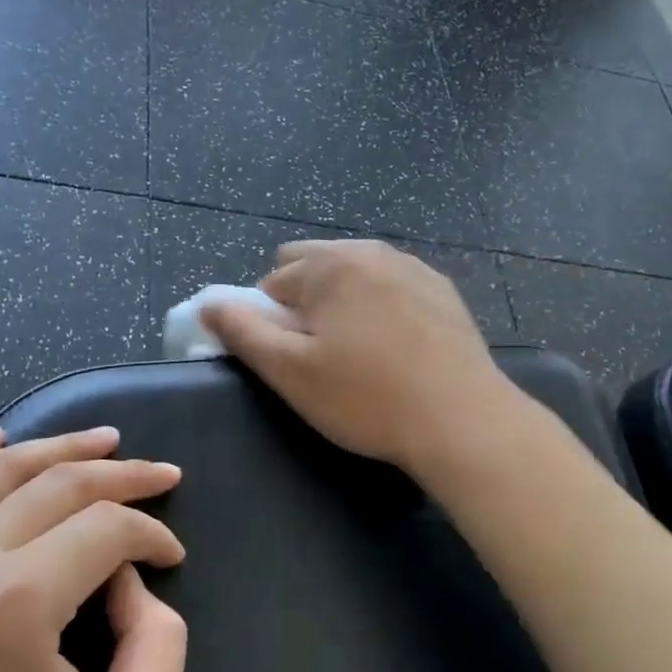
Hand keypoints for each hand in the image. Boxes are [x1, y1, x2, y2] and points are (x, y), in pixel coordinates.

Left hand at [0, 427, 186, 671]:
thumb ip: (160, 643)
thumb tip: (129, 578)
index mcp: (13, 607)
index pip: (104, 529)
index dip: (150, 533)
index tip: (171, 558)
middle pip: (54, 485)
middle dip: (120, 474)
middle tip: (160, 475)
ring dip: (57, 449)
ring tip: (103, 441)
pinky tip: (5, 440)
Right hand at [200, 239, 511, 474]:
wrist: (463, 420)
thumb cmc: (366, 398)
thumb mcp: (289, 371)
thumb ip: (242, 331)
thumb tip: (208, 304)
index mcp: (329, 265)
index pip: (272, 282)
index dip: (270, 323)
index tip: (293, 361)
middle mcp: (370, 251)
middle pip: (312, 266)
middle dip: (303, 302)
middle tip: (320, 354)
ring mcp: (412, 267)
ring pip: (353, 275)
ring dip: (341, 303)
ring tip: (359, 354)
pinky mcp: (442, 290)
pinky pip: (390, 287)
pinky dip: (379, 307)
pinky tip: (395, 349)